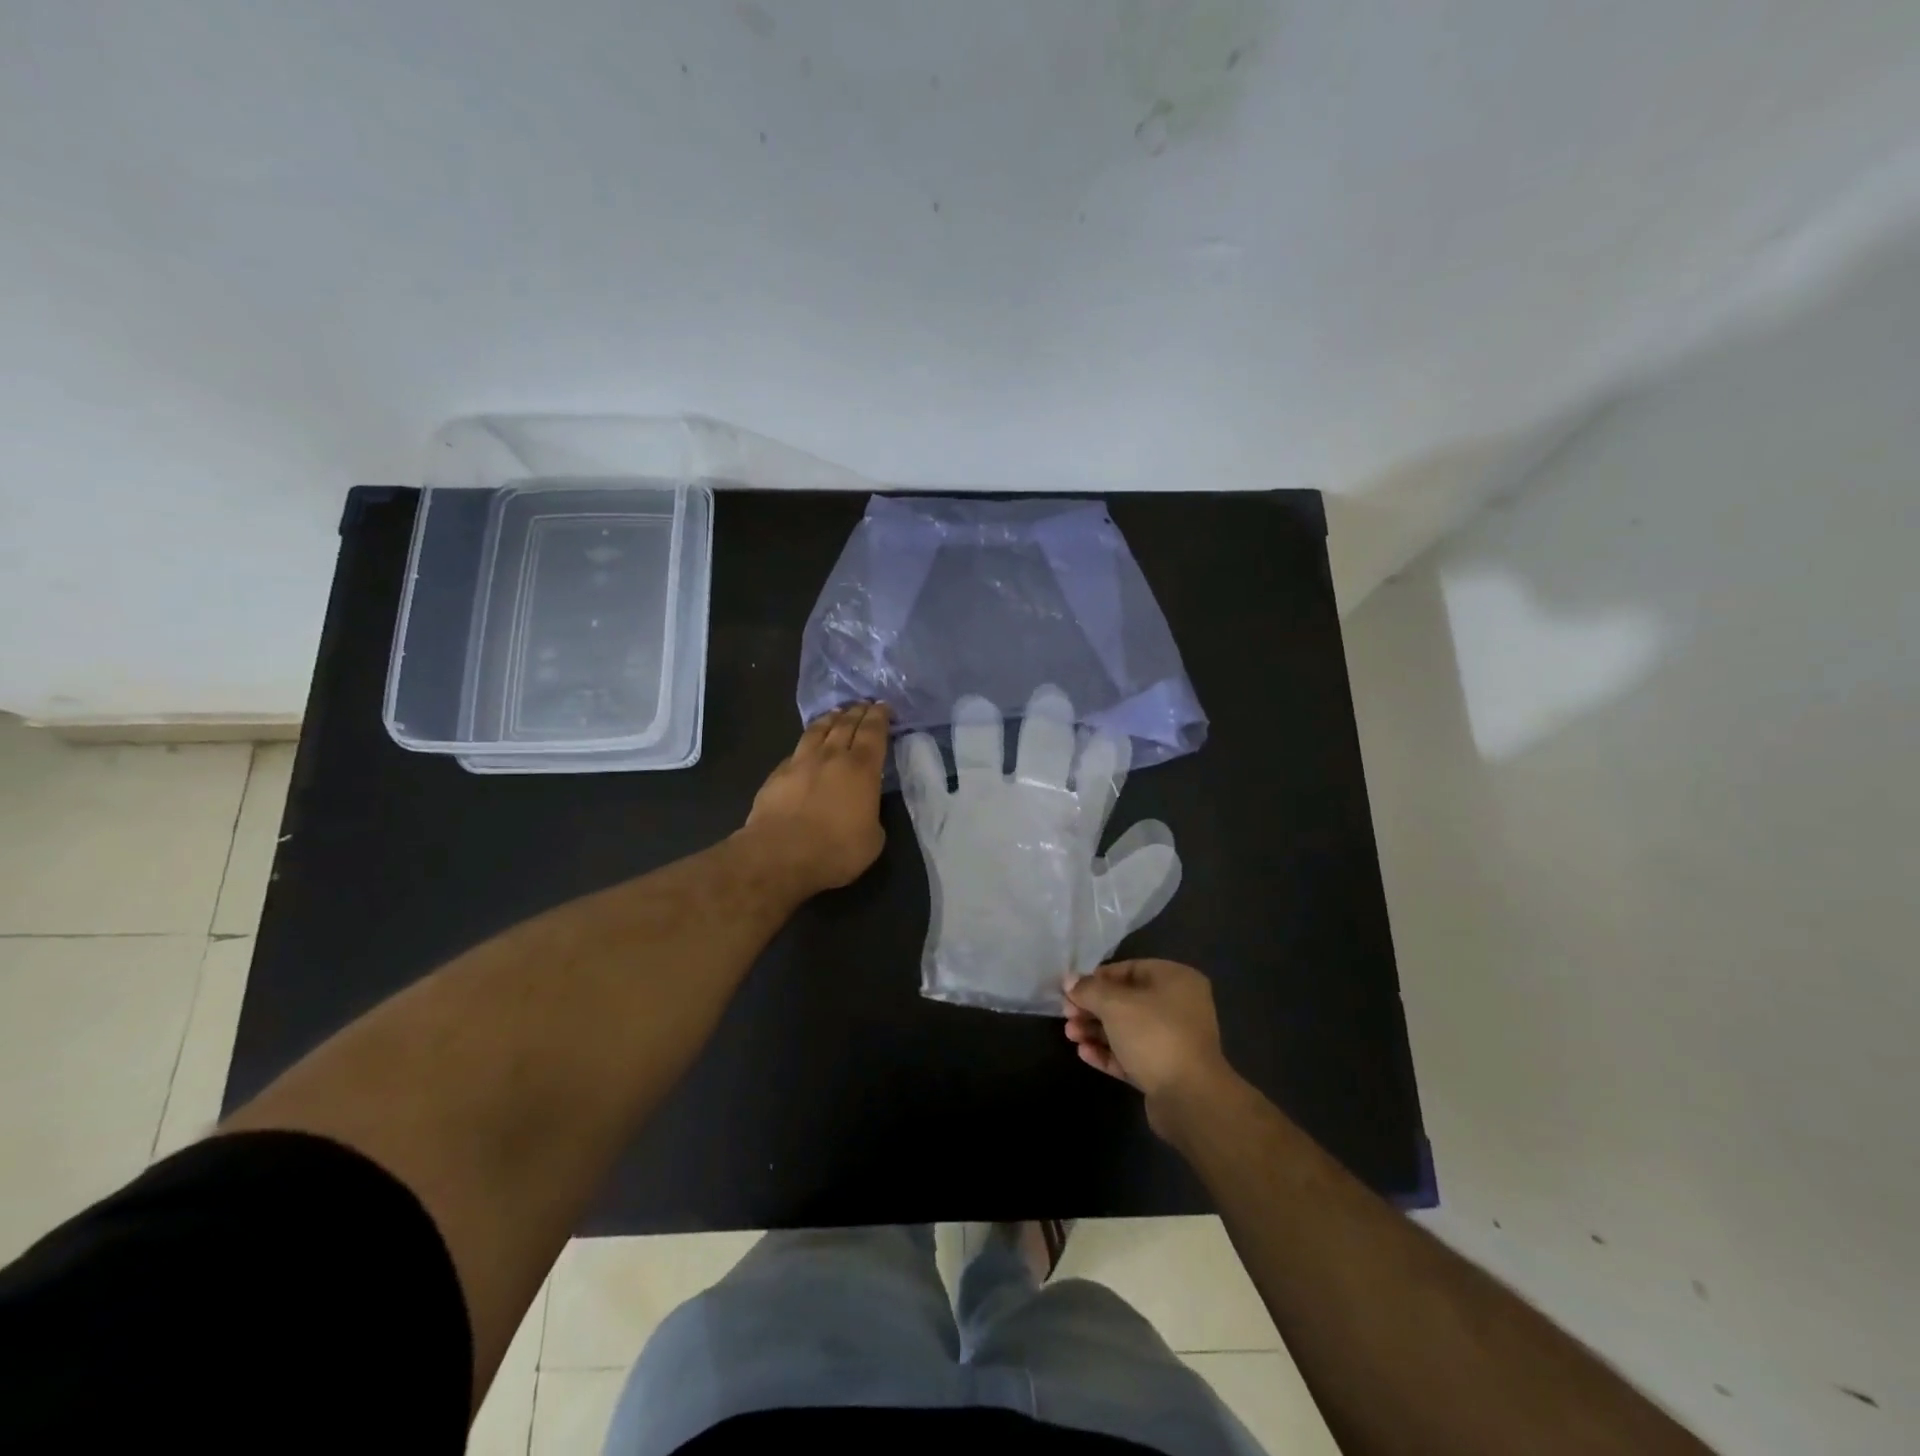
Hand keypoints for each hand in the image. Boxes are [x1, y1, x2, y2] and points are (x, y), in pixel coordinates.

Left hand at [741, 702, 889, 897]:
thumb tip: (865, 809)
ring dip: (831, 718)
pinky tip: (807, 746)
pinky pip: (797, 749)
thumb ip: (872, 816)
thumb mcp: (872, 839)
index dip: (880, 717)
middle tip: (864, 704)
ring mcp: (801, 761)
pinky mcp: (778, 773)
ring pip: (818, 730)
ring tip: (837, 713)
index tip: (883, 707)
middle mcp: (832, 756)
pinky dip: (808, 743)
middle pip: (846, 724)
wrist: (779, 854)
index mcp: (862, 769)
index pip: (873, 732)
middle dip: (857, 711)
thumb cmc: (835, 849)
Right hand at [1064, 959, 1238, 1134]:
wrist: (1190, 1098)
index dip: (1098, 978)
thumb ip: (1089, 990)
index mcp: (1176, 980)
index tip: (1072, 990)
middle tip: (1067, 1015)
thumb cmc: (1154, 1035)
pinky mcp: (1165, 1071)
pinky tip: (1084, 1053)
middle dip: (1093, 1008)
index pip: (1130, 969)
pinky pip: (1132, 1055)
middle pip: (1127, 1001)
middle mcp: (1178, 1006)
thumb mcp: (1115, 1004)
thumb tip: (1069, 981)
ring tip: (1070, 1035)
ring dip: (1097, 1030)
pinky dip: (1108, 1052)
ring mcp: (1173, 1040)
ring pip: (1127, 1029)